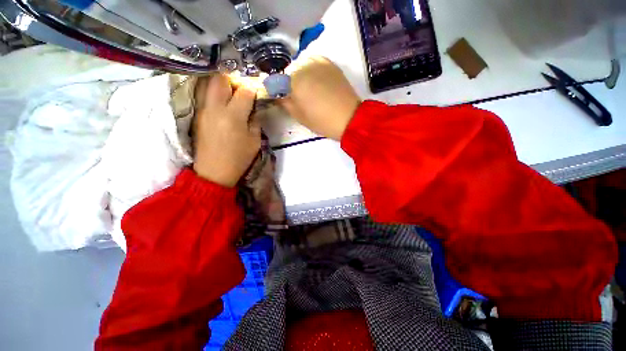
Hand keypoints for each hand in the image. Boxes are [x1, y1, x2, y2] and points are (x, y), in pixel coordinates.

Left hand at [193, 74, 259, 186]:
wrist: (214, 172)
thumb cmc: (238, 158)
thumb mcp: (255, 141)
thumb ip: (255, 121)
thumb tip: (254, 108)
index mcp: (233, 116)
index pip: (244, 91)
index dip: (252, 89)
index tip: (257, 93)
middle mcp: (215, 108)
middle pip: (220, 79)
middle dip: (233, 79)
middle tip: (241, 89)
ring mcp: (203, 110)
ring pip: (208, 83)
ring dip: (221, 84)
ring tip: (231, 94)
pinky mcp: (197, 114)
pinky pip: (204, 95)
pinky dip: (214, 93)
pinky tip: (223, 102)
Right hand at [281, 56, 360, 140]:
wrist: (349, 118)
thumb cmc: (322, 121)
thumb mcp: (299, 116)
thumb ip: (284, 102)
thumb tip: (276, 95)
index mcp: (294, 81)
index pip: (275, 81)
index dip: (275, 89)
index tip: (278, 97)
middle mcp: (304, 66)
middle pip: (288, 72)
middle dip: (288, 83)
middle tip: (294, 96)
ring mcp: (318, 62)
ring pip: (300, 66)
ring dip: (299, 76)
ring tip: (307, 89)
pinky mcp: (329, 64)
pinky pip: (313, 63)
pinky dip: (310, 71)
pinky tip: (315, 82)